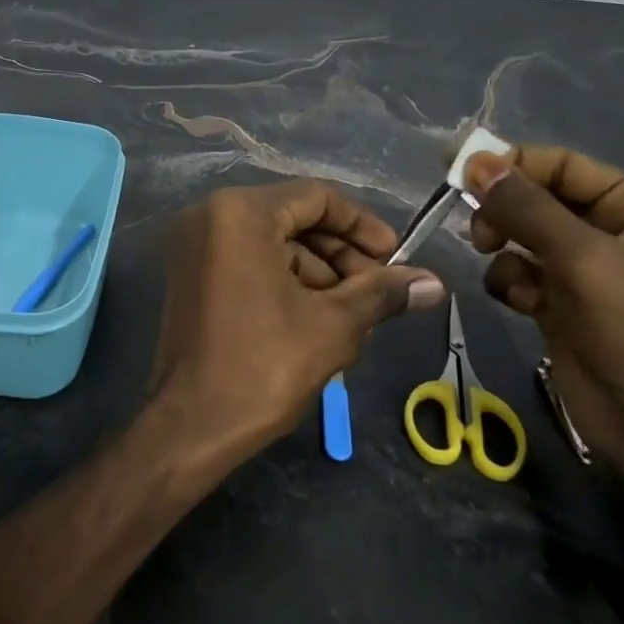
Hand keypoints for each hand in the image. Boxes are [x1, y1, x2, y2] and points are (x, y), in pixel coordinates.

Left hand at [147, 181, 444, 465]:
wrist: (190, 426)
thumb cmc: (263, 366)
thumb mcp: (333, 325)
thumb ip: (382, 294)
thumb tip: (433, 282)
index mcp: (240, 213)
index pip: (316, 197)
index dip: (362, 225)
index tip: (395, 259)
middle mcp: (209, 216)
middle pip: (293, 218)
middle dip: (341, 254)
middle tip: (378, 292)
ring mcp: (194, 246)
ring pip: (272, 243)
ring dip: (317, 273)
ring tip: (353, 316)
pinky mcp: (189, 275)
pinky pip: (248, 261)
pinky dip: (285, 281)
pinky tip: (316, 320)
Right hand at [464, 146, 623, 528]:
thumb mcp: (584, 260)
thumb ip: (526, 207)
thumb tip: (472, 160)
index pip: (562, 166)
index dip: (510, 164)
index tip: (455, 170)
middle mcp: (615, 230)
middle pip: (538, 198)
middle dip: (505, 212)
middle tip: (480, 232)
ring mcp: (587, 269)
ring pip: (522, 235)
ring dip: (505, 249)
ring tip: (503, 268)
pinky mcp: (563, 302)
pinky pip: (520, 272)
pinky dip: (512, 283)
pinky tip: (524, 305)